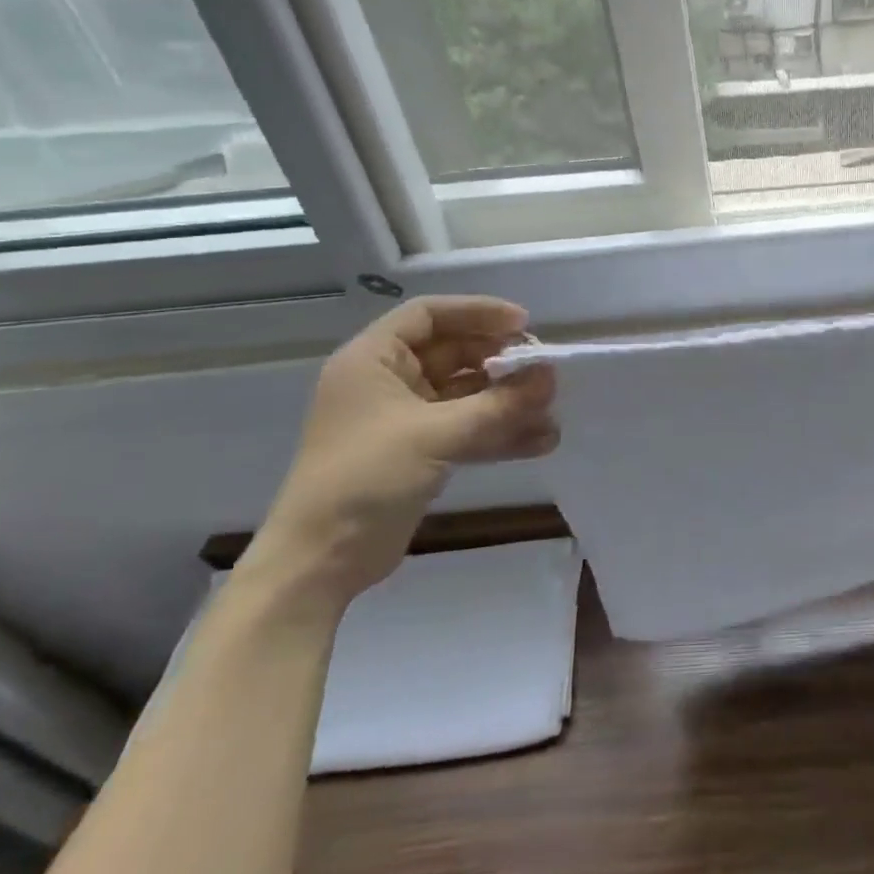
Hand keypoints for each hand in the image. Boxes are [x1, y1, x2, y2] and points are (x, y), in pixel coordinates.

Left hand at [241, 296, 558, 608]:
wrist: (321, 561)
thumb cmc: (366, 478)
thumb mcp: (436, 434)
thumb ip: (499, 404)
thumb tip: (552, 376)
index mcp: (373, 360)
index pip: (429, 314)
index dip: (478, 312)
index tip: (523, 324)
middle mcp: (387, 381)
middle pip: (454, 353)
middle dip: (501, 363)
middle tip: (544, 371)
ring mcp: (403, 419)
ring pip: (465, 394)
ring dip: (507, 401)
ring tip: (551, 411)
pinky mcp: (418, 452)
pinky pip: (466, 429)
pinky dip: (499, 433)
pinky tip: (540, 442)